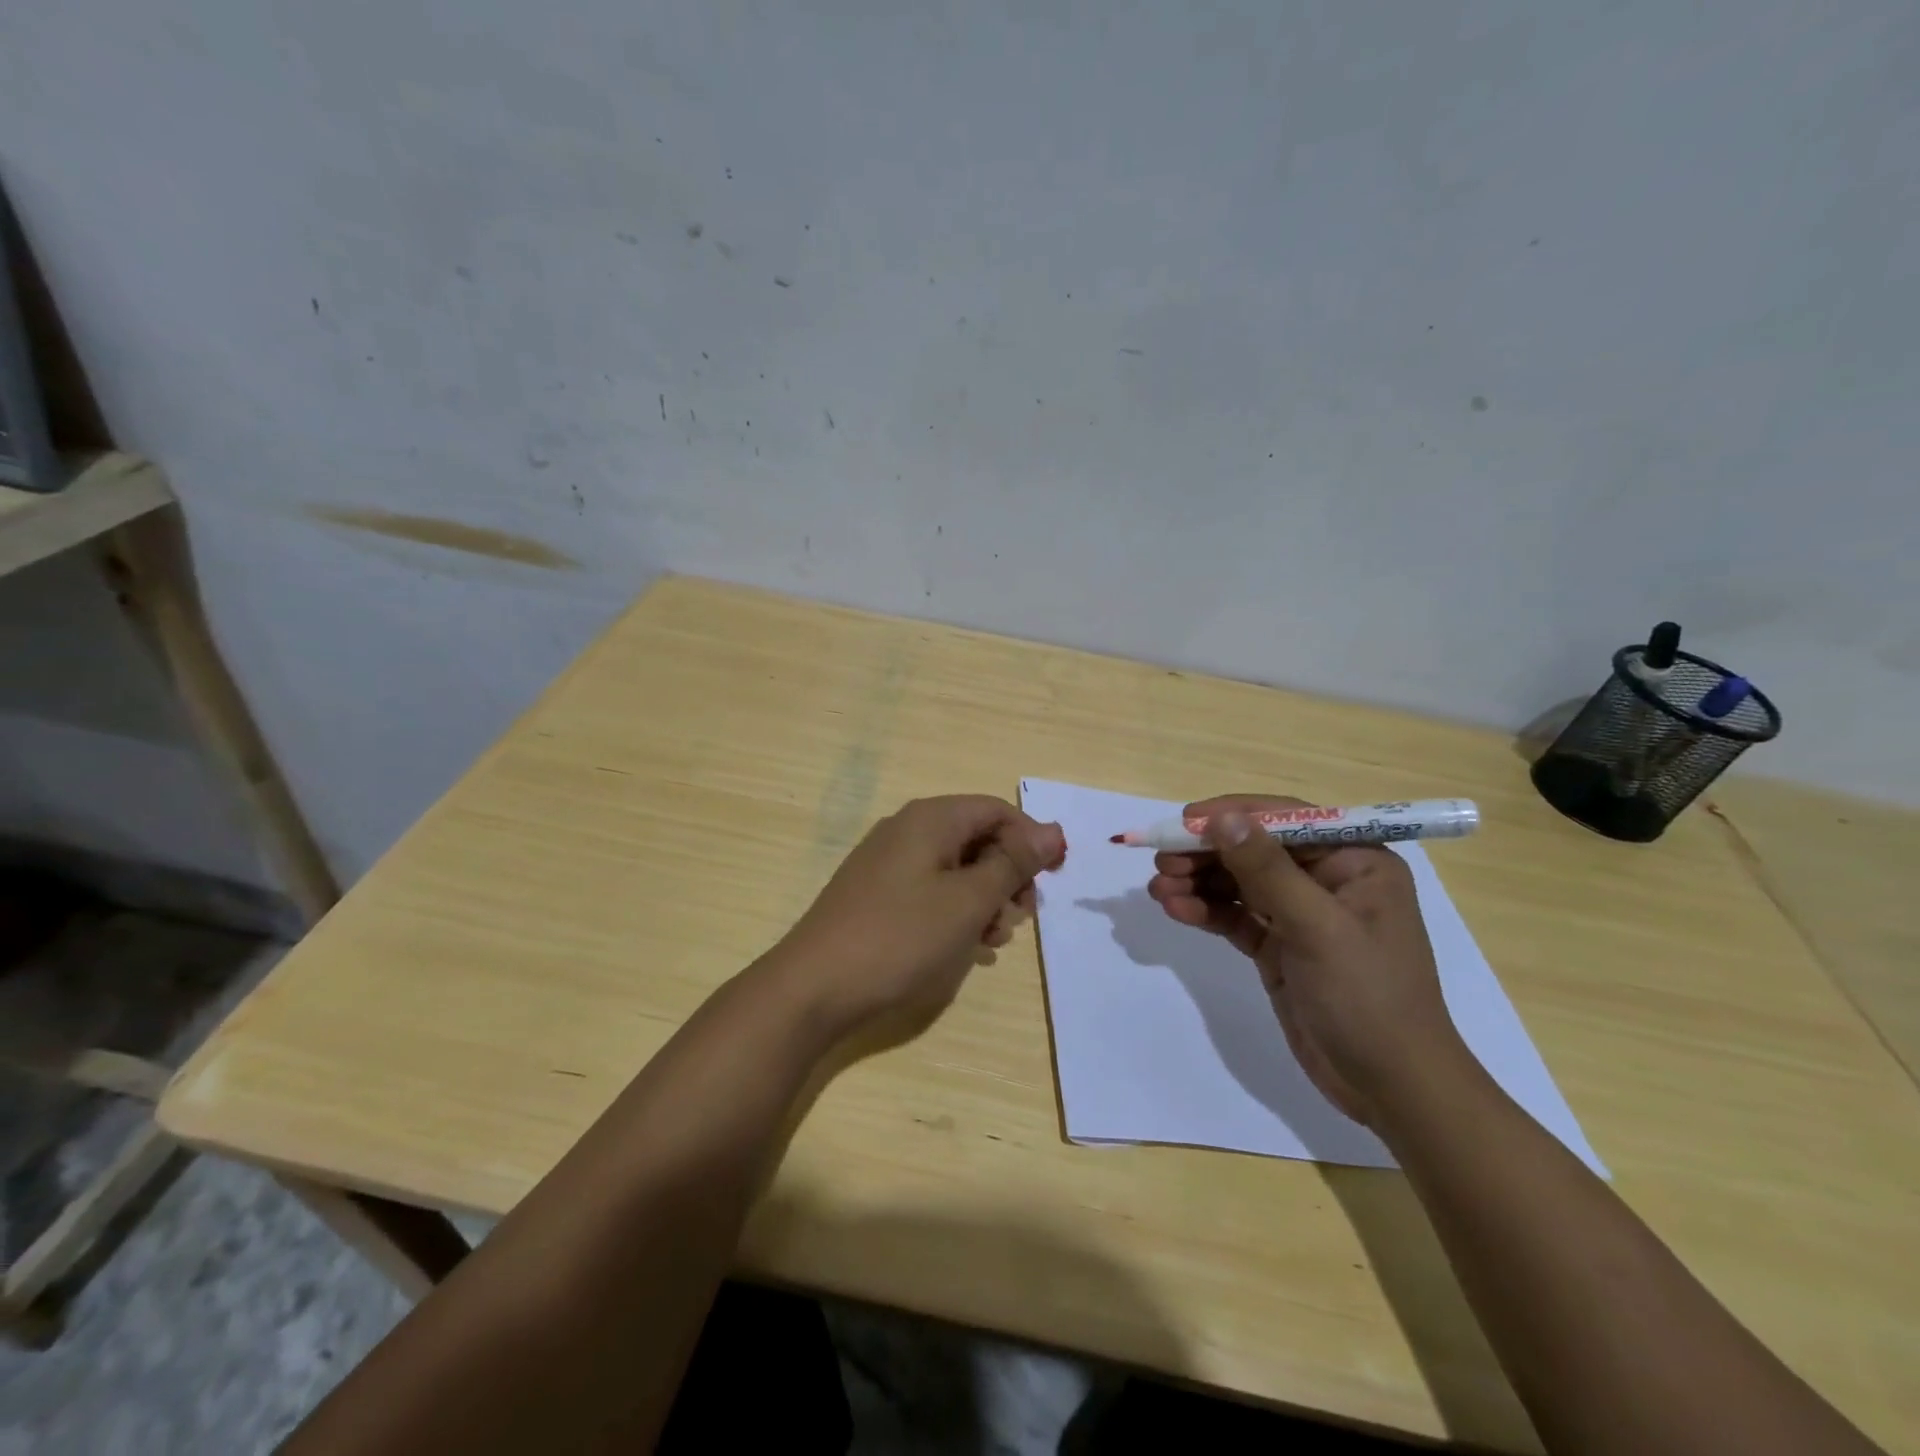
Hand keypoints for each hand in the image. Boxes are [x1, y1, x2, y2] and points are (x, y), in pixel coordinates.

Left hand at [767, 795, 1065, 1043]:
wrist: (814, 987)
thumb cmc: (900, 937)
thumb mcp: (968, 901)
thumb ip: (1013, 863)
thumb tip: (1053, 831)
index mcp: (930, 819)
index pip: (997, 811)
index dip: (1031, 841)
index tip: (1051, 882)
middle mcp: (908, 830)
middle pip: (977, 838)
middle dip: (1007, 876)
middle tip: (1018, 917)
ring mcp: (888, 863)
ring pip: (956, 868)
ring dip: (984, 900)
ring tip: (990, 941)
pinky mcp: (877, 894)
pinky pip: (931, 891)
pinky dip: (955, 913)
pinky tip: (963, 948)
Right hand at [1147, 794, 1470, 1126]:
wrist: (1390, 1087)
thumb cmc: (1367, 997)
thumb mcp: (1317, 927)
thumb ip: (1266, 870)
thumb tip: (1222, 817)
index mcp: (1355, 861)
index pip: (1285, 820)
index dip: (1232, 815)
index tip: (1184, 821)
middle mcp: (1327, 879)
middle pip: (1254, 849)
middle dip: (1206, 853)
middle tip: (1161, 862)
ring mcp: (1300, 914)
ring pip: (1238, 882)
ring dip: (1198, 882)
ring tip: (1158, 889)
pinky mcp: (1279, 946)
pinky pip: (1235, 916)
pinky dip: (1205, 910)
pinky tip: (1175, 909)